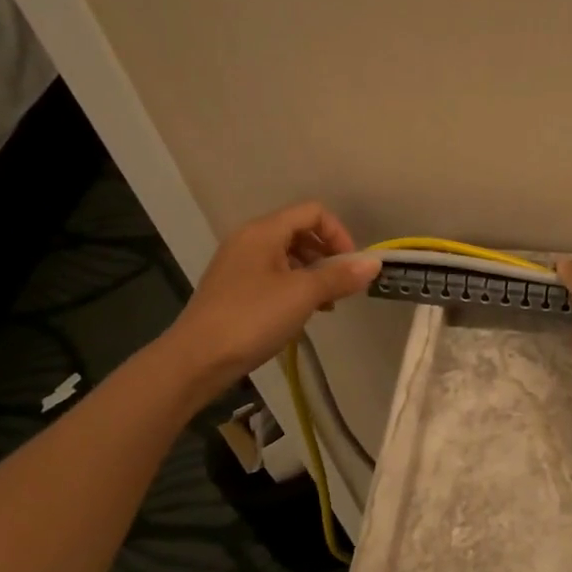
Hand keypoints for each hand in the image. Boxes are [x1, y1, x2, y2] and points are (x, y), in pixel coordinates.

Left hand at [155, 202, 379, 397]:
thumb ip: (340, 276)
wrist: (197, 359)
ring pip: (288, 256)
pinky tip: (302, 314)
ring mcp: (239, 265)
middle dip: (328, 255)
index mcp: (264, 232)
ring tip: (326, 304)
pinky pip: (274, 276)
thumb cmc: (252, 318)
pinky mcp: (235, 289)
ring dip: (314, 274)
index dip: (339, 234)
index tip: (351, 267)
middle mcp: (249, 240)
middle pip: (300, 232)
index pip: (313, 213)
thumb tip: (374, 263)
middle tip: (342, 286)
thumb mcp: (303, 295)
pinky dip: (295, 287)